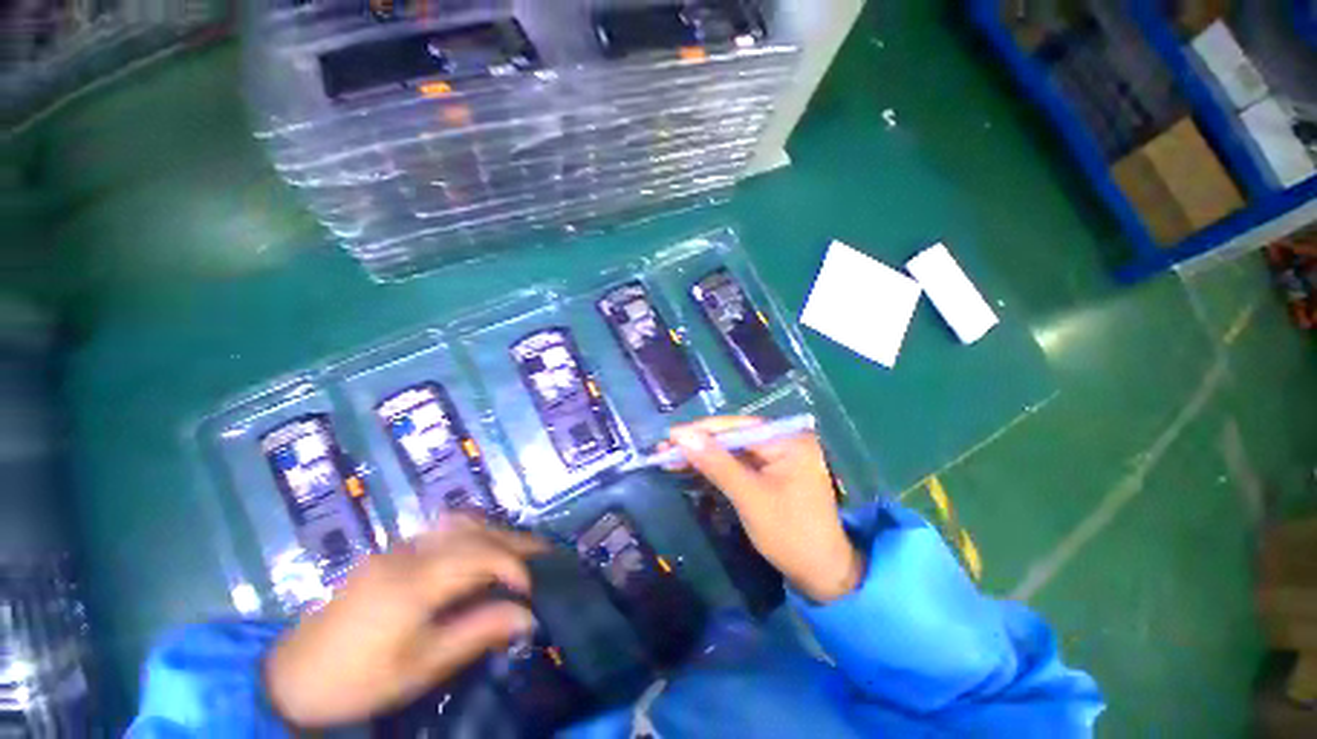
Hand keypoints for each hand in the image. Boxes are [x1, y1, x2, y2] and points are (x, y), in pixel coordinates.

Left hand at [264, 517, 544, 727]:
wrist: (291, 677)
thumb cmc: (359, 680)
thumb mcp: (421, 667)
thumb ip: (477, 632)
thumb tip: (527, 616)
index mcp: (416, 581)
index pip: (482, 555)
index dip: (515, 566)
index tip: (533, 589)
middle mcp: (410, 552)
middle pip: (475, 531)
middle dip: (515, 540)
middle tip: (545, 552)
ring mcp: (398, 548)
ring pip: (459, 523)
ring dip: (495, 532)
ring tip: (519, 548)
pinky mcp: (390, 553)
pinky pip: (442, 531)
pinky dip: (472, 533)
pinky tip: (481, 548)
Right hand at [669, 416, 863, 603]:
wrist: (822, 575)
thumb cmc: (790, 534)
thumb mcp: (749, 497)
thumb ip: (716, 463)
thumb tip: (682, 437)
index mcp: (789, 440)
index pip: (738, 427)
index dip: (702, 431)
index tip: (670, 436)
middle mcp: (785, 441)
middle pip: (734, 436)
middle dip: (700, 443)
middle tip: (666, 448)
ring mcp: (778, 457)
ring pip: (733, 450)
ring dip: (703, 455)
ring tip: (670, 457)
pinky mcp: (770, 472)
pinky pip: (738, 464)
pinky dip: (715, 467)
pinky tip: (692, 467)